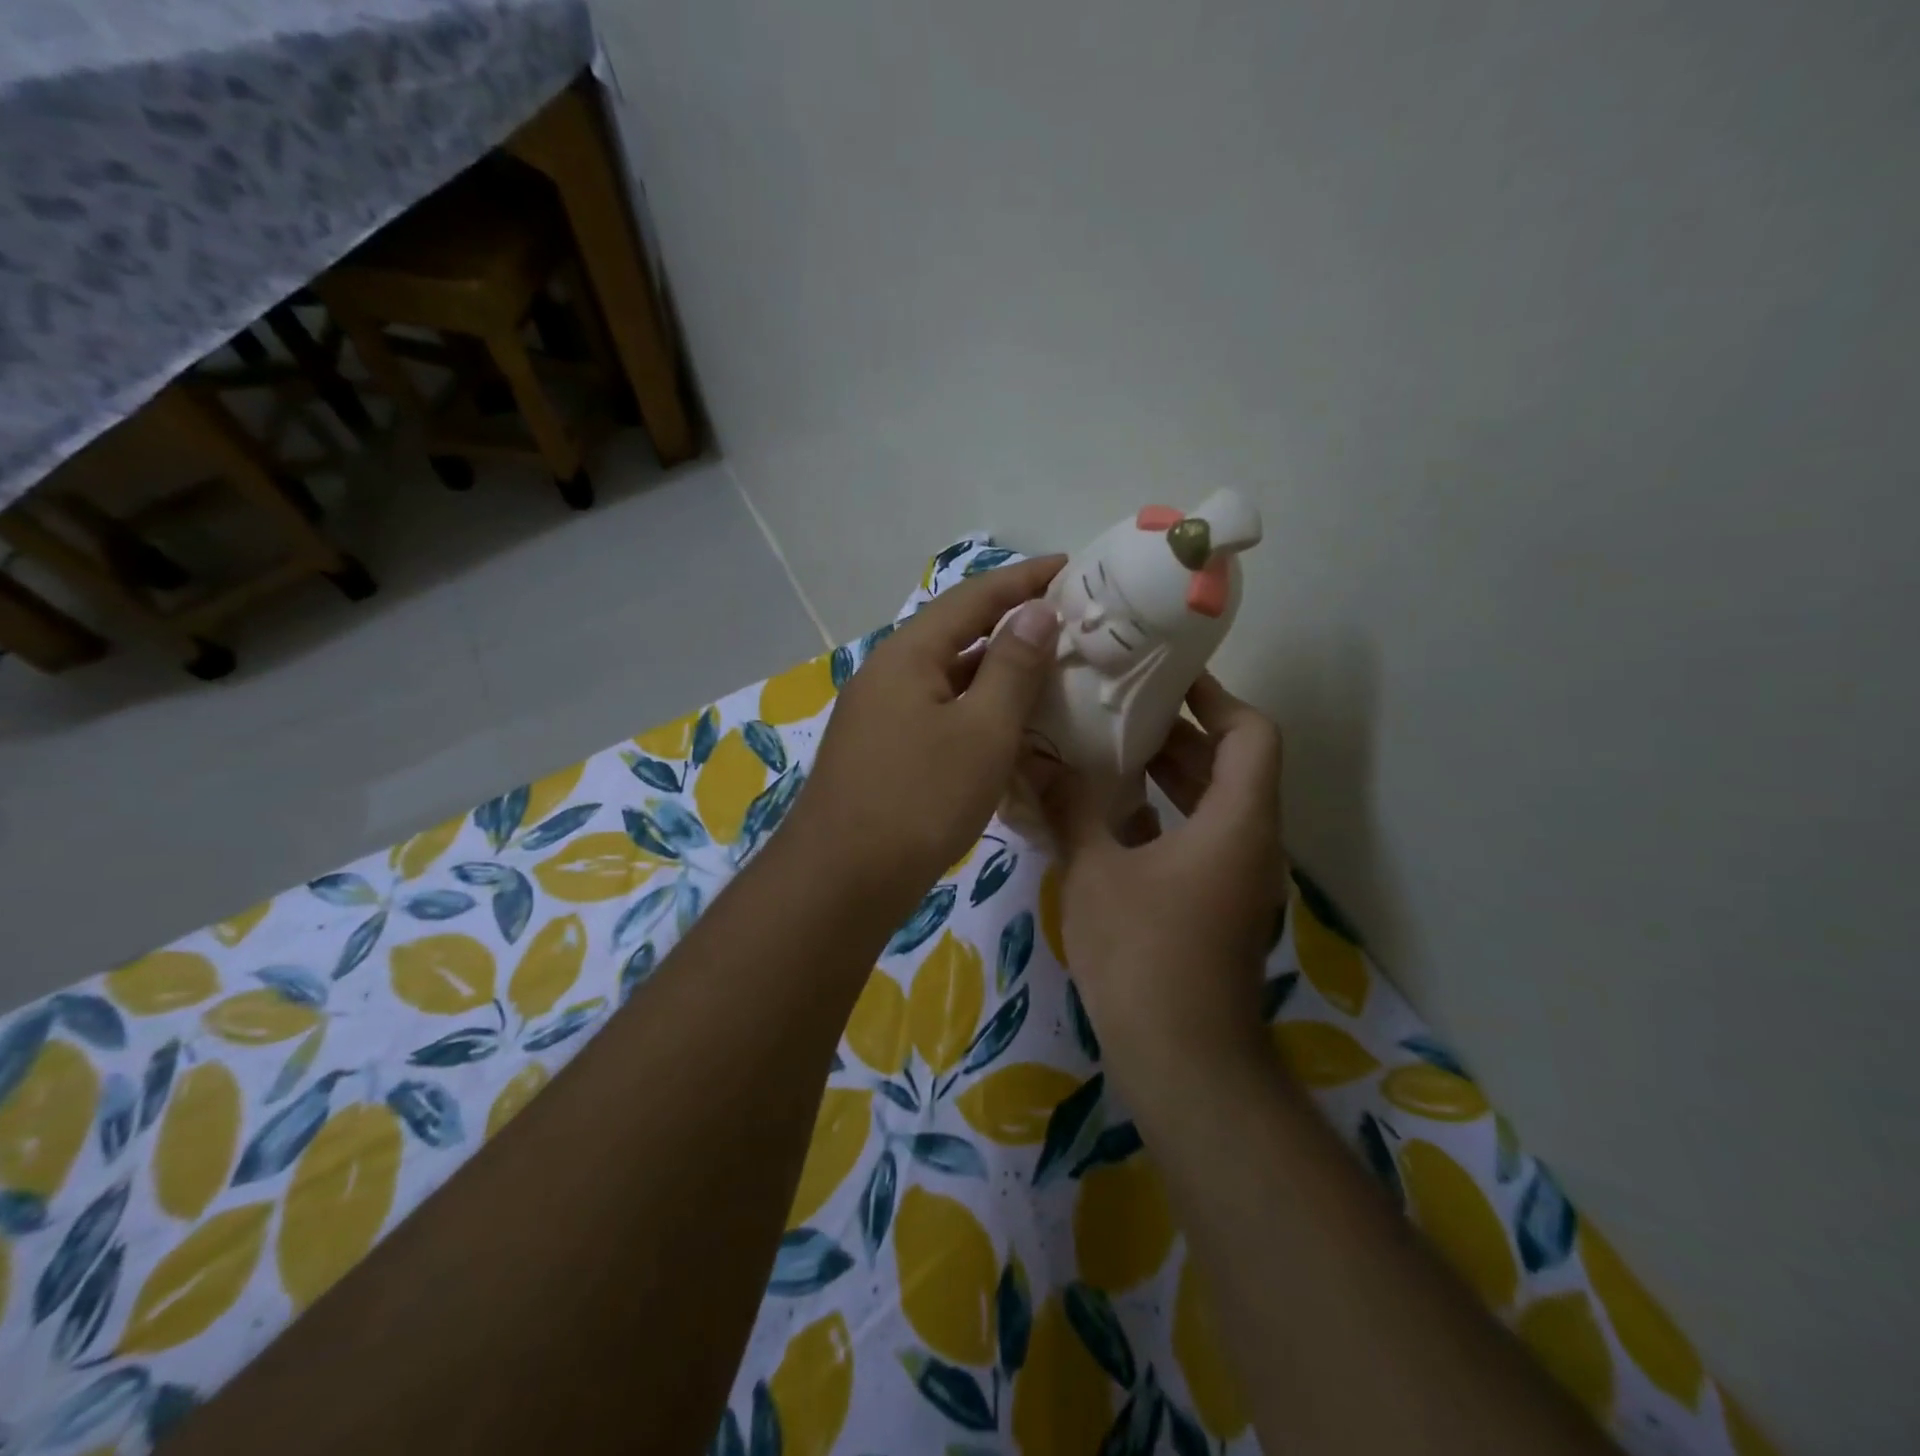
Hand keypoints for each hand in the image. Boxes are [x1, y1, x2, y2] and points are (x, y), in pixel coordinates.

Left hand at [787, 555, 1064, 914]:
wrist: (841, 881)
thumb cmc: (920, 799)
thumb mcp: (982, 731)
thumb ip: (1012, 667)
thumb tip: (1036, 611)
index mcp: (908, 654)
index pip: (973, 597)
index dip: (1023, 579)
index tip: (1070, 566)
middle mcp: (888, 673)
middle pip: (956, 633)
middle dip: (1011, 623)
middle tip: (1068, 621)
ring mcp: (880, 714)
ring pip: (948, 678)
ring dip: (995, 671)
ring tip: (1048, 670)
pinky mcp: (882, 751)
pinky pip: (938, 712)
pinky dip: (976, 710)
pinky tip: (1005, 728)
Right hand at [1041, 675, 1285, 1095]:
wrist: (1183, 1062)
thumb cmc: (1144, 955)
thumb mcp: (1096, 872)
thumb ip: (1070, 808)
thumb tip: (1036, 759)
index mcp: (1237, 821)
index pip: (1251, 733)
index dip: (1215, 697)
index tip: (1166, 676)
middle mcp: (1250, 842)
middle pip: (1231, 765)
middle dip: (1179, 732)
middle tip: (1120, 705)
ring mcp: (1236, 878)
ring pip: (1212, 804)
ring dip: (1168, 774)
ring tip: (1108, 748)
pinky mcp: (1216, 906)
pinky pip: (1196, 839)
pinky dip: (1162, 816)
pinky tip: (1107, 813)